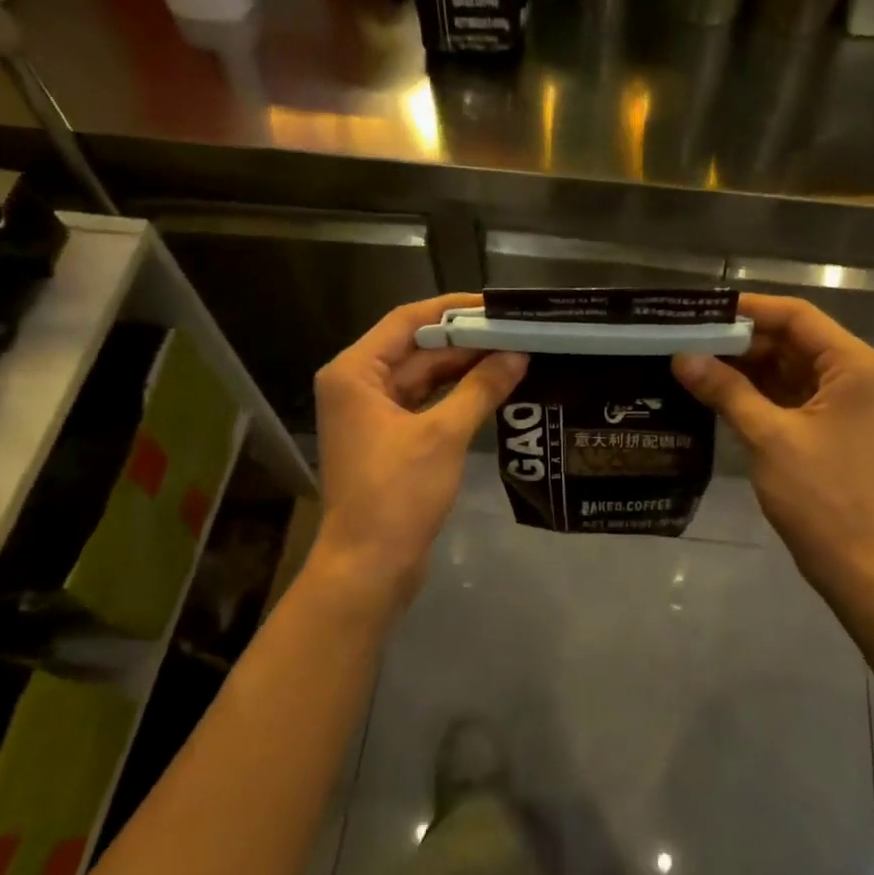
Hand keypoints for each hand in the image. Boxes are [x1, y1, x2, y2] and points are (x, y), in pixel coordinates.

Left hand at [310, 294, 526, 610]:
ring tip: (514, 355)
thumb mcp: (443, 435)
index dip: (453, 310)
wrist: (368, 567)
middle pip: (416, 348)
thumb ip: (481, 389)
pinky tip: (493, 389)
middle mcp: (358, 385)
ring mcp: (372, 415)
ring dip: (464, 368)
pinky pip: (426, 404)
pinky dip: (456, 396)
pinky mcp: (389, 441)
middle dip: (465, 341)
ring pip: (423, 377)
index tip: (497, 306)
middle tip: (517, 332)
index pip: (408, 320)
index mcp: (355, 373)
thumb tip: (518, 355)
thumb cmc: (397, 494)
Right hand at [672, 294, 873, 602]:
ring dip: (742, 366)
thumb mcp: (769, 437)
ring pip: (784, 367)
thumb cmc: (821, 495)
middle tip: (685, 338)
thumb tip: (681, 357)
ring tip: (688, 360)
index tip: (700, 311)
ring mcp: (838, 401)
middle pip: (789, 339)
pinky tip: (711, 390)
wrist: (857, 562)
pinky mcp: (824, 426)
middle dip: (739, 340)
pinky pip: (784, 394)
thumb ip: (726, 391)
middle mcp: (850, 373)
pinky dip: (751, 391)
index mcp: (851, 365)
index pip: (796, 316)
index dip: (749, 309)